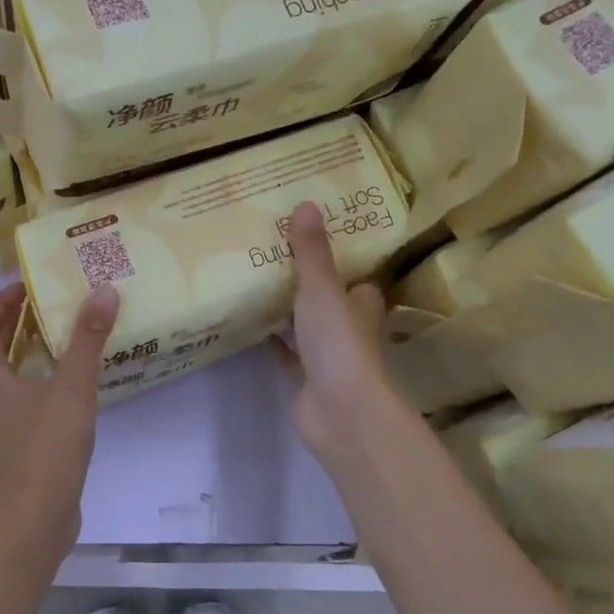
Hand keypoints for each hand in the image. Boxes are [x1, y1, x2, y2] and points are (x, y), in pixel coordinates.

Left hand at [0, 280, 119, 544]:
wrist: (37, 515)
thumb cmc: (48, 445)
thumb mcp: (72, 386)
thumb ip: (87, 339)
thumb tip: (103, 292)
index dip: (1, 304)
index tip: (27, 288)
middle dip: (17, 326)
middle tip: (50, 307)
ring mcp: (1, 426)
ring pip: (9, 378)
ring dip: (29, 355)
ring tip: (63, 340)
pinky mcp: (18, 446)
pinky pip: (23, 401)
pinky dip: (40, 383)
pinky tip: (70, 387)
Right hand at [272, 202, 397, 463]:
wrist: (340, 410)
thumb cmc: (339, 342)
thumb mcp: (321, 289)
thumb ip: (311, 251)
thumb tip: (307, 203)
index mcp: (361, 305)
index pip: (357, 280)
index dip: (343, 264)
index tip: (316, 243)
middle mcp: (349, 330)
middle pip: (331, 303)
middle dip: (310, 286)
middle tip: (276, 258)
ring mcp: (329, 358)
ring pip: (308, 329)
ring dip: (289, 314)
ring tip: (258, 285)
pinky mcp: (308, 380)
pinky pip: (288, 355)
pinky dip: (274, 343)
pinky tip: (252, 327)